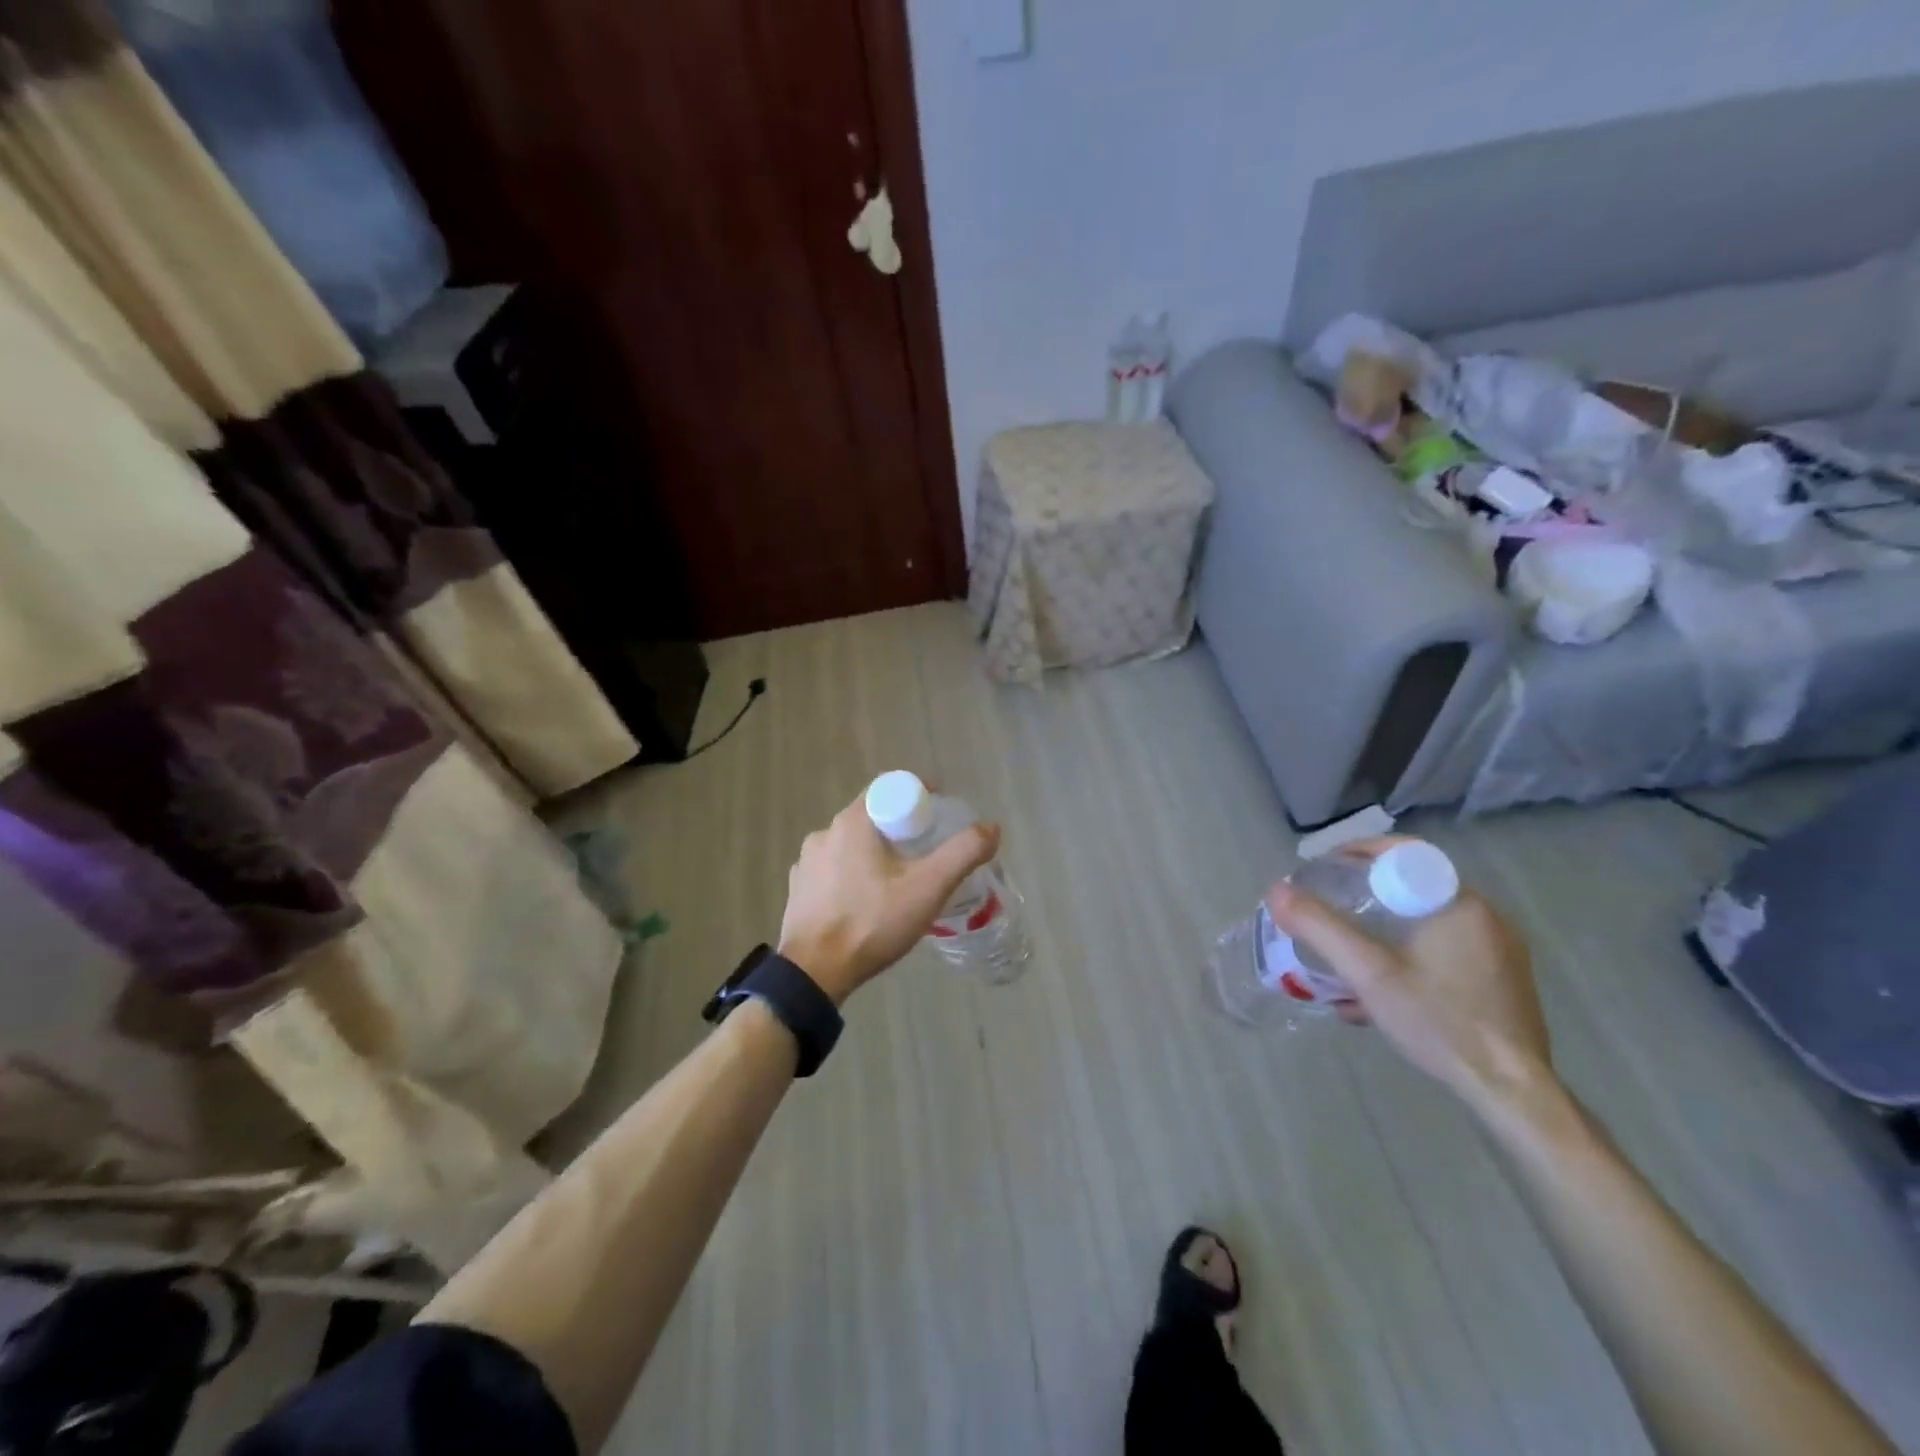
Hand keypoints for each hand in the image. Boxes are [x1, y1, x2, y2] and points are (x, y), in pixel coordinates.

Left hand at [778, 789, 999, 1003]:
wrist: (814, 973)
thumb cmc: (872, 922)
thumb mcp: (928, 887)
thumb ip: (963, 853)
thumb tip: (991, 827)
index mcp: (852, 822)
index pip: (889, 789)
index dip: (918, 797)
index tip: (938, 816)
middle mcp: (824, 833)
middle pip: (871, 817)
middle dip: (900, 829)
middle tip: (926, 853)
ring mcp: (806, 863)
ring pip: (851, 846)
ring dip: (875, 855)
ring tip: (898, 883)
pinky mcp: (798, 890)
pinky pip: (833, 871)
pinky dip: (853, 877)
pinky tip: (867, 902)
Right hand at [1267, 839, 1553, 1110]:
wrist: (1512, 1093)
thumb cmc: (1440, 1022)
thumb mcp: (1368, 974)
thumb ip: (1320, 929)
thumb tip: (1276, 891)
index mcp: (1459, 903)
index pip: (1401, 854)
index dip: (1356, 855)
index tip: (1322, 871)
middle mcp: (1485, 917)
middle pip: (1410, 889)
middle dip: (1363, 898)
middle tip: (1326, 910)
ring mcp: (1498, 951)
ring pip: (1424, 922)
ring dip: (1382, 930)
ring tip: (1345, 951)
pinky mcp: (1500, 981)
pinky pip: (1442, 950)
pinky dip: (1407, 955)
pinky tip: (1379, 990)